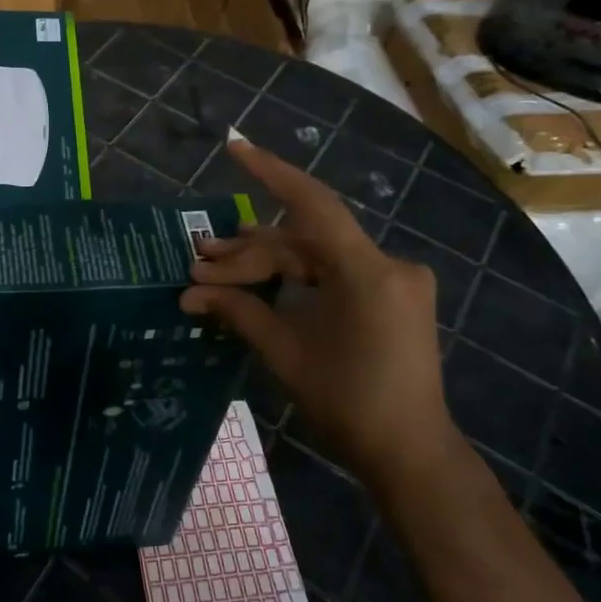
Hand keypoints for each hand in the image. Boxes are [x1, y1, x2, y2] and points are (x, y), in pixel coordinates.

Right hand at [182, 137, 461, 493]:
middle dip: (247, 253)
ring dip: (268, 263)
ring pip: (316, 256)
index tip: (234, 146)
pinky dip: (296, 277)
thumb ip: (239, 311)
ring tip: (215, 267)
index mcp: (366, 272)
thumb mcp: (285, 352)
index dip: (269, 171)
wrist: (410, 455)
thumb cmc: (347, 404)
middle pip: (302, 241)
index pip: (312, 204)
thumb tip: (190, 291)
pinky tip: (260, 280)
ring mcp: (393, 280)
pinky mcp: (391, 297)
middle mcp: (386, 264)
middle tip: (199, 262)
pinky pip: (334, 273)